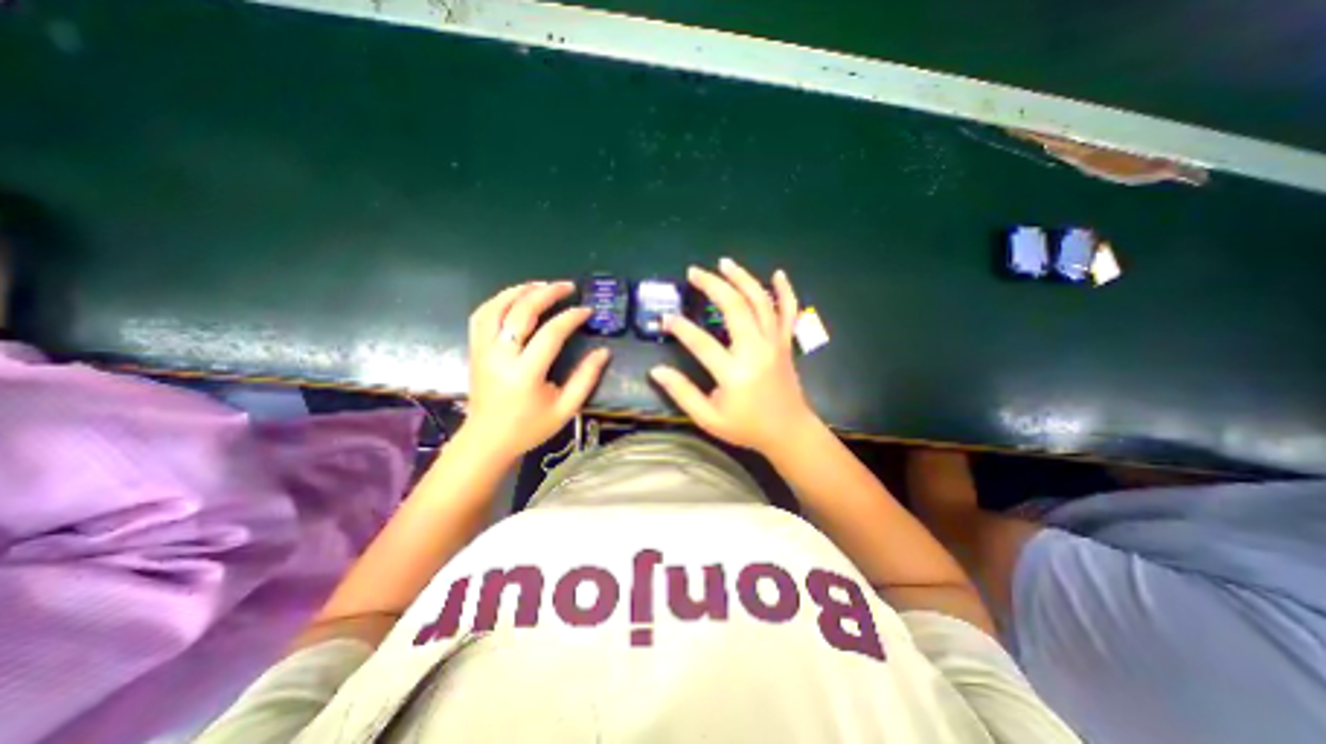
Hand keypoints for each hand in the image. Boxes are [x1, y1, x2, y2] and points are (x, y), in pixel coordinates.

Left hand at [464, 278, 610, 458]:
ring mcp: (482, 351)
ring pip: (496, 307)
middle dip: (546, 293)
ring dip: (519, 291)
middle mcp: (500, 356)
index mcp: (525, 373)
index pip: (551, 333)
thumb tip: (603, 352)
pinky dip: (498, 301)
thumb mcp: (566, 408)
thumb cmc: (529, 427)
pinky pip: (481, 316)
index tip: (587, 311)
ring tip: (541, 285)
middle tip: (567, 286)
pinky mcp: (474, 350)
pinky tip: (515, 298)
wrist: (487, 440)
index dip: (571, 317)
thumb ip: (586, 378)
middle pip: (521, 312)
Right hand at [652, 254, 826, 453]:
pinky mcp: (785, 343)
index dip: (680, 328)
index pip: (701, 342)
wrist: (789, 432)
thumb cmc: (747, 427)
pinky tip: (778, 274)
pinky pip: (789, 312)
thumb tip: (656, 371)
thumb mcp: (709, 419)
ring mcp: (774, 344)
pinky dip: (785, 291)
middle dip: (712, 285)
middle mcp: (756, 351)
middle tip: (693, 273)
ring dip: (742, 278)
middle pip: (734, 307)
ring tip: (724, 263)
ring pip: (760, 302)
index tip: (665, 318)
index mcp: (734, 373)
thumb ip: (682, 393)